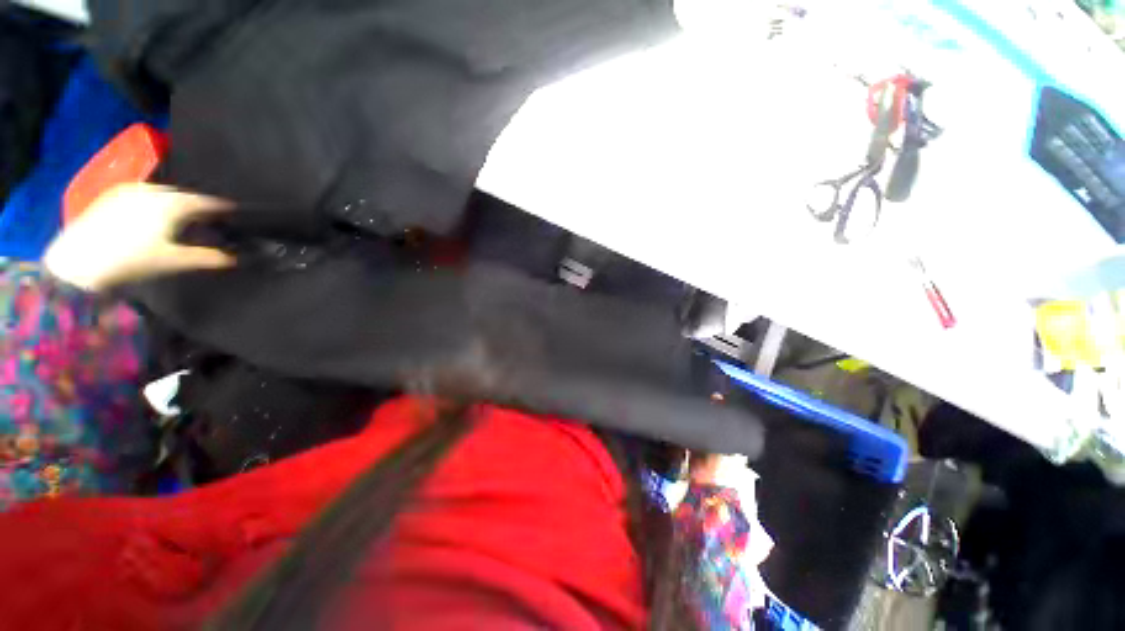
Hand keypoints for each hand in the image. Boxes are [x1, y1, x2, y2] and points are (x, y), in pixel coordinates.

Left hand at [44, 184, 235, 290]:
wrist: (79, 261)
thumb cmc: (131, 260)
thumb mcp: (174, 261)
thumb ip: (208, 258)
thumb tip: (238, 259)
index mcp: (172, 203)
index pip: (207, 201)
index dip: (223, 208)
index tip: (236, 214)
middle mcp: (154, 190)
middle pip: (185, 194)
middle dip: (199, 205)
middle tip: (209, 218)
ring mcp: (131, 189)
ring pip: (164, 192)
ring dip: (177, 202)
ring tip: (183, 216)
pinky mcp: (114, 194)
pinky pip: (145, 193)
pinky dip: (157, 201)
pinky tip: (155, 215)